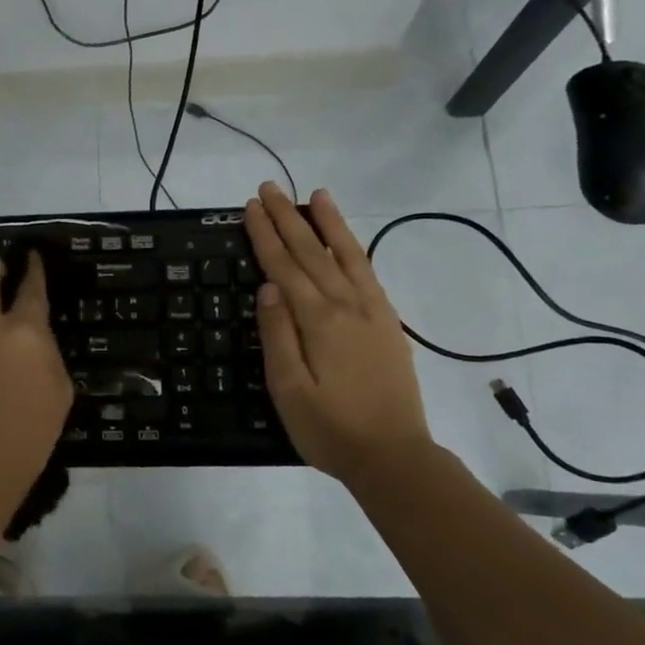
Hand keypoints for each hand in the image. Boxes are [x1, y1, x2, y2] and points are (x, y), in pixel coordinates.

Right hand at [245, 182, 433, 484]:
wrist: (394, 456)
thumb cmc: (330, 429)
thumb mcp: (288, 390)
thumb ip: (278, 336)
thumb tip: (268, 287)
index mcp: (318, 321)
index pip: (284, 266)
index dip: (266, 235)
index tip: (250, 207)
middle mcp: (346, 306)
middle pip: (312, 252)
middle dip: (288, 218)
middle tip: (269, 188)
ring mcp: (372, 312)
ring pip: (346, 255)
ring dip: (328, 223)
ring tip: (315, 195)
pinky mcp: (388, 324)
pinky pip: (369, 274)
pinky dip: (355, 250)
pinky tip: (347, 241)